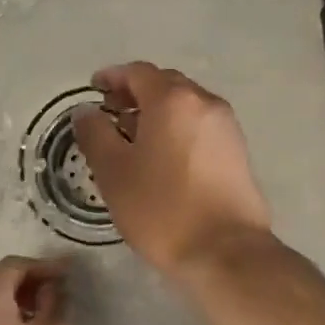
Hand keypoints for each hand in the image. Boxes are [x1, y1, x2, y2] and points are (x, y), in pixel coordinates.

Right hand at [72, 62, 275, 275]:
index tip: (93, 88)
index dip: (112, 77)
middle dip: (135, 92)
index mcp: (173, 99)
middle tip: (111, 112)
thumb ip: (95, 133)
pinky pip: (200, 125)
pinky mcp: (238, 151)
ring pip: (185, 105)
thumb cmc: (162, 207)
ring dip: (158, 111)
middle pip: (165, 84)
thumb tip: (86, 111)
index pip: (138, 72)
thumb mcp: (113, 171)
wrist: (226, 252)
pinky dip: (177, 127)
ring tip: (134, 137)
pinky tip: (163, 156)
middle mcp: (204, 102)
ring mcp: (226, 126)